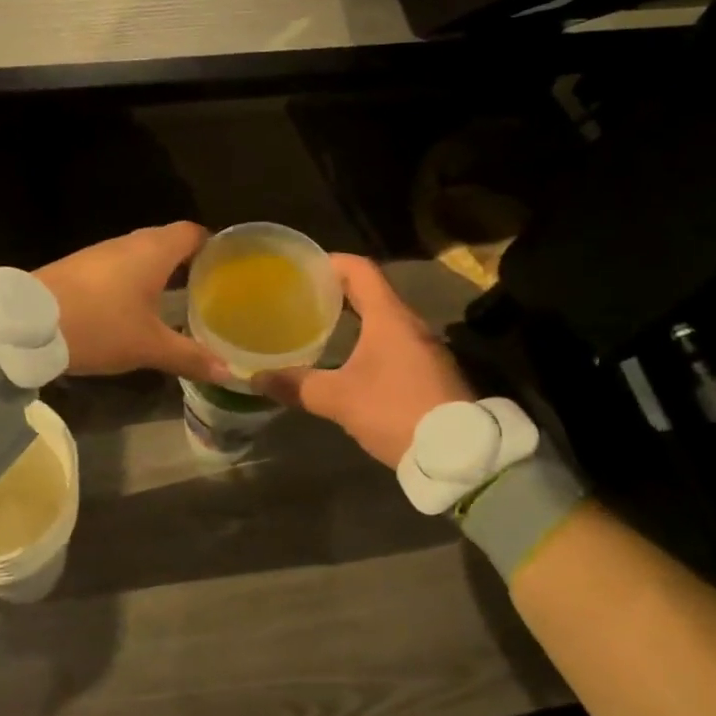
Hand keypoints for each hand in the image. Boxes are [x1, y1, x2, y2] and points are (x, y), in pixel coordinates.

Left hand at [38, 223, 231, 383]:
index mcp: (154, 251)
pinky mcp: (80, 267)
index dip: (212, 246)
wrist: (27, 324)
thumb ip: (190, 356)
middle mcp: (129, 243)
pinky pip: (118, 267)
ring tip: (176, 301)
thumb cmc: (100, 325)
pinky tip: (134, 308)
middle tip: (207, 290)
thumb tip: (227, 372)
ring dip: (158, 273)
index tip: (226, 268)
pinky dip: (133, 282)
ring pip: (140, 255)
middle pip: (168, 242)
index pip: (193, 232)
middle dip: (188, 263)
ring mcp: (101, 253)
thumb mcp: (148, 346)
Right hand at [259, 255, 472, 465]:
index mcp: (390, 317)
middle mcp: (410, 324)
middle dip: (336, 291)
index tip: (302, 268)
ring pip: (383, 319)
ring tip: (319, 327)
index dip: (330, 262)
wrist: (459, 453)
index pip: (360, 269)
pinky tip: (348, 360)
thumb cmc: (397, 411)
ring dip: (353, 318)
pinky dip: (368, 340)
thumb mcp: (340, 400)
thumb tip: (256, 378)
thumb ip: (298, 386)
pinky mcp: (430, 372)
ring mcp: (424, 348)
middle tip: (301, 298)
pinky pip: (393, 342)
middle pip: (371, 292)